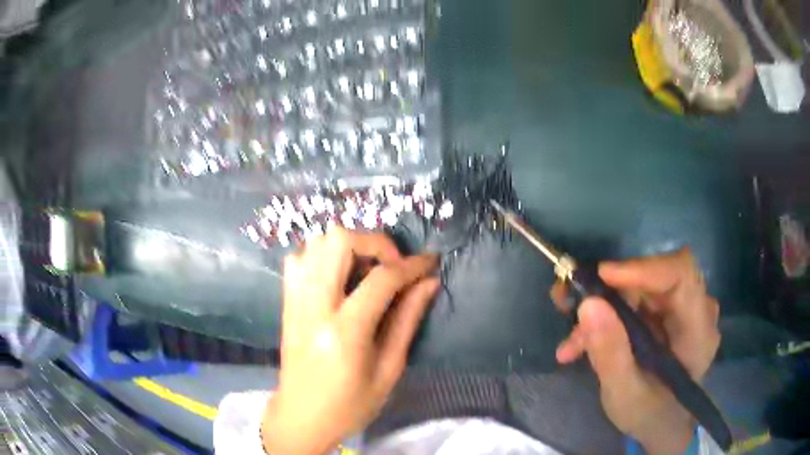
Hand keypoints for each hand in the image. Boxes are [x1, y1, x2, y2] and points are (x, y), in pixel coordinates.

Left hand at [262, 227, 439, 454]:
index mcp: (345, 331)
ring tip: (367, 270)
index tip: (430, 263)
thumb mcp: (389, 369)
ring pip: (317, 243)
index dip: (411, 265)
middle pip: (339, 241)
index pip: (381, 279)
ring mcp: (295, 301)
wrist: (301, 417)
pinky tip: (338, 277)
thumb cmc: (350, 405)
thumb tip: (429, 282)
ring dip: (348, 247)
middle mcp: (314, 307)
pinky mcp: (286, 302)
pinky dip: (323, 255)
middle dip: (375, 243)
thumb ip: (408, 320)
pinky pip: (300, 258)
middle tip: (393, 265)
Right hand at [551, 248, 719, 454]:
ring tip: (572, 341)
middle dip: (609, 290)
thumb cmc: (650, 415)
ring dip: (602, 307)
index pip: (680, 275)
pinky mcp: (667, 312)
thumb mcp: (625, 394)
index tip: (601, 277)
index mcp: (698, 330)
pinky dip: (607, 316)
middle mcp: (696, 310)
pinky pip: (635, 301)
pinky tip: (582, 343)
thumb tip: (588, 304)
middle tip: (567, 302)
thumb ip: (610, 353)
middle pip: (653, 278)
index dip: (643, 268)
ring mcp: (682, 309)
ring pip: (639, 288)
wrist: (662, 423)